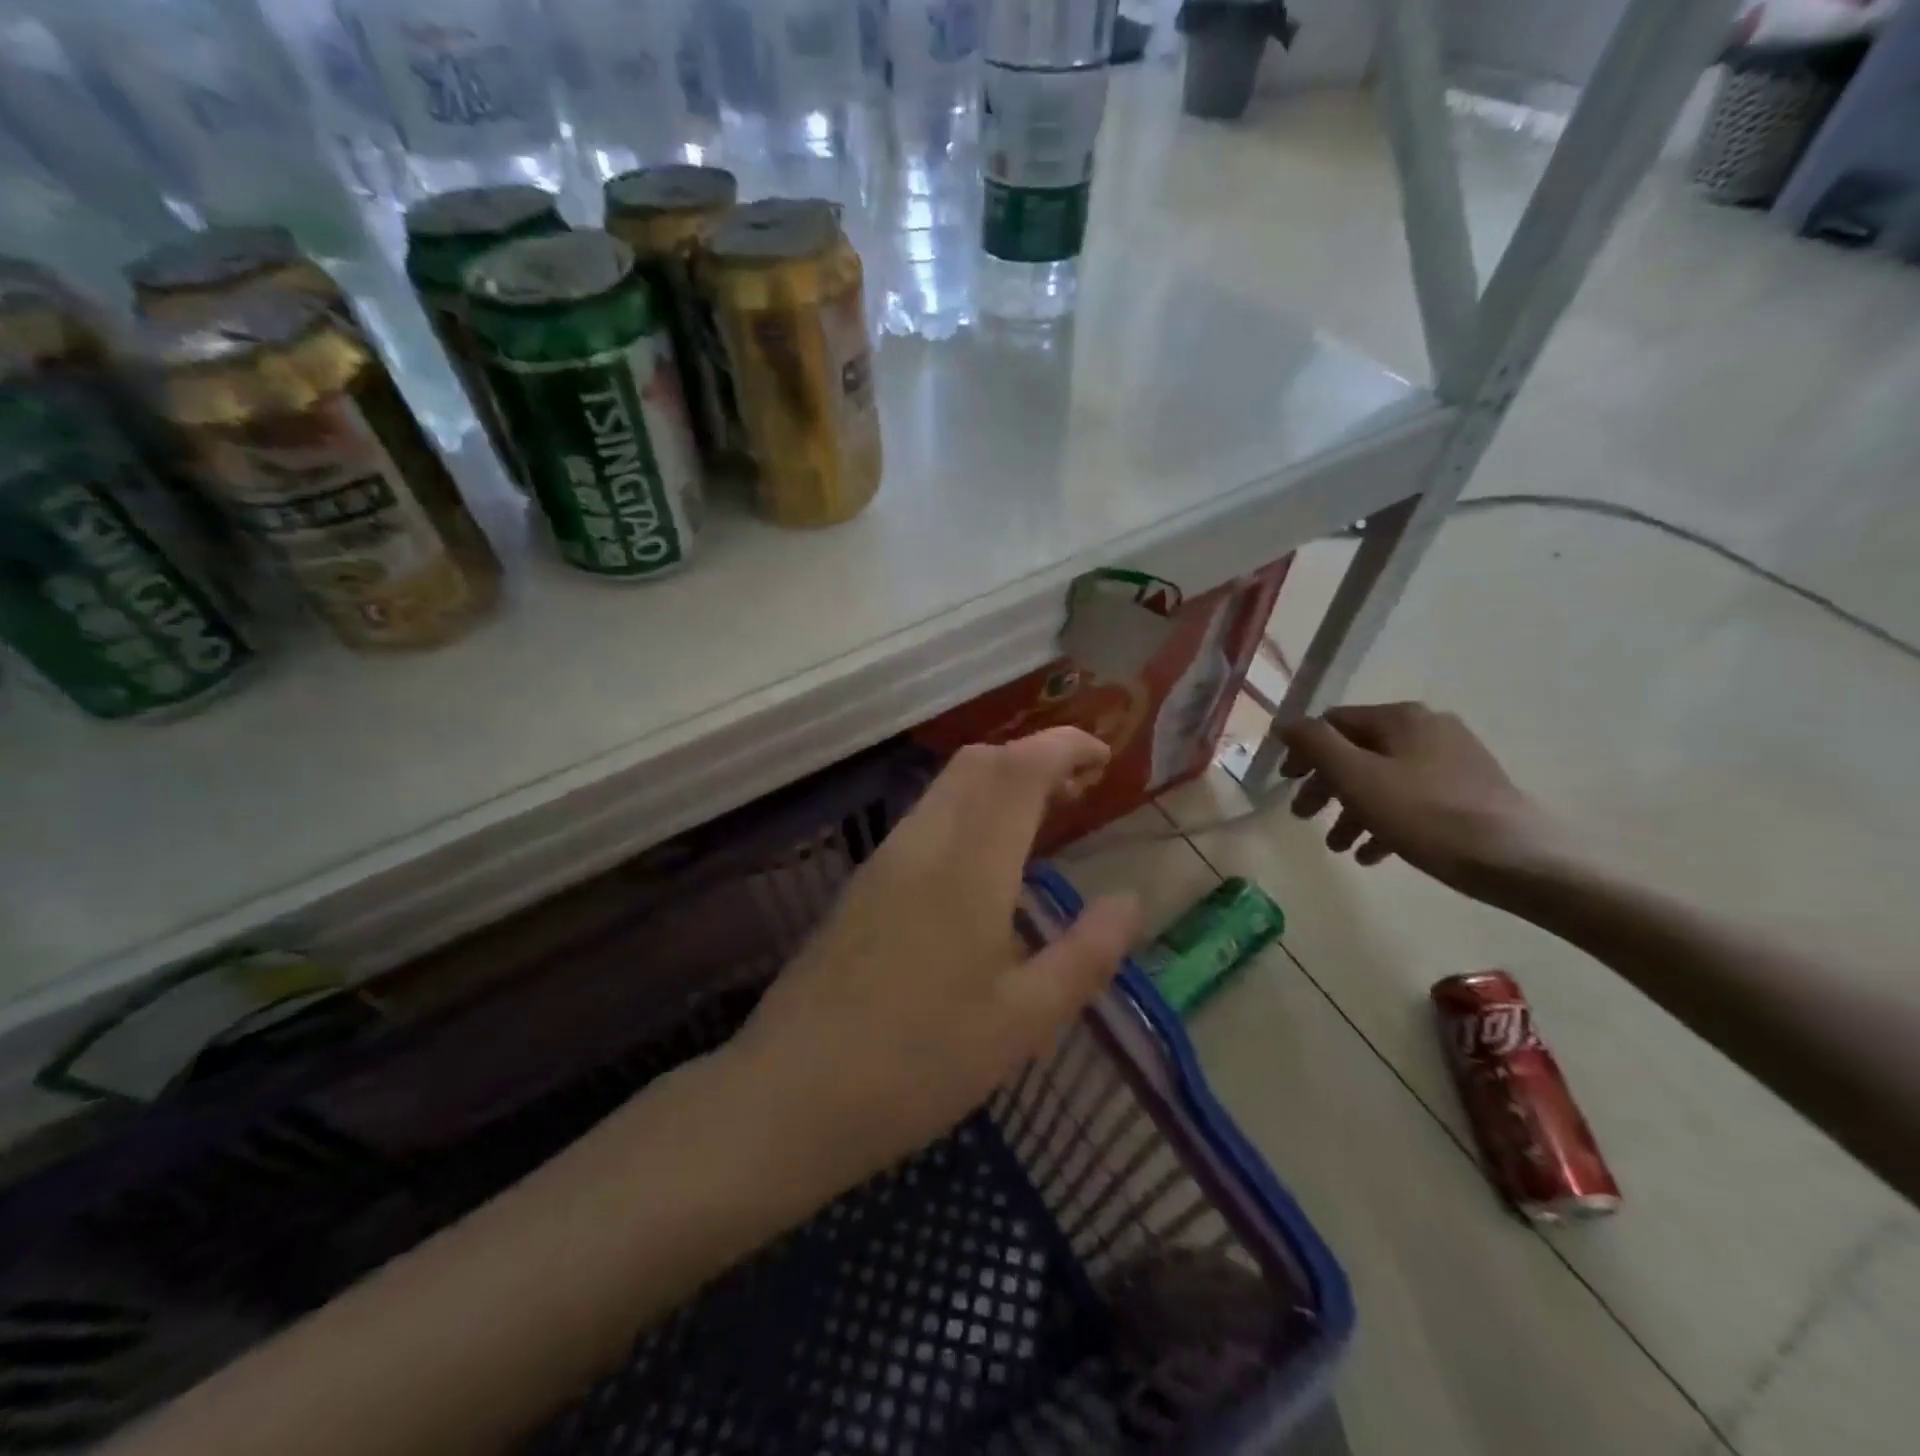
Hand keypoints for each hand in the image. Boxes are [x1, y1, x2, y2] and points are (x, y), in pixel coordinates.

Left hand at [727, 730, 1141, 1198]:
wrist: (792, 1093)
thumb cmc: (919, 1062)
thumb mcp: (1024, 1023)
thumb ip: (1086, 955)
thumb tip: (1129, 901)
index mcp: (968, 866)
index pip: (1019, 768)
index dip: (1064, 746)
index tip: (1104, 756)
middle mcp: (922, 844)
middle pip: (978, 762)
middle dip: (1033, 757)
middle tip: (1079, 792)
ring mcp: (883, 861)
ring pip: (946, 787)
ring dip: (998, 783)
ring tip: (1041, 823)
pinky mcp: (861, 886)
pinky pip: (924, 819)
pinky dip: (968, 811)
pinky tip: (983, 865)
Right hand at [1276, 702, 1560, 892]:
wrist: (1518, 859)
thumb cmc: (1426, 814)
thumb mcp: (1356, 777)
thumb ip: (1315, 744)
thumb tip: (1285, 722)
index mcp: (1400, 718)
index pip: (1332, 723)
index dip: (1303, 752)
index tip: (1285, 784)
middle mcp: (1427, 729)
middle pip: (1357, 752)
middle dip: (1326, 786)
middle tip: (1304, 817)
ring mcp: (1452, 760)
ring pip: (1383, 779)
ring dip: (1352, 810)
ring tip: (1338, 846)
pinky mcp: (1469, 793)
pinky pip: (1412, 800)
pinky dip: (1385, 820)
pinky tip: (1372, 854)